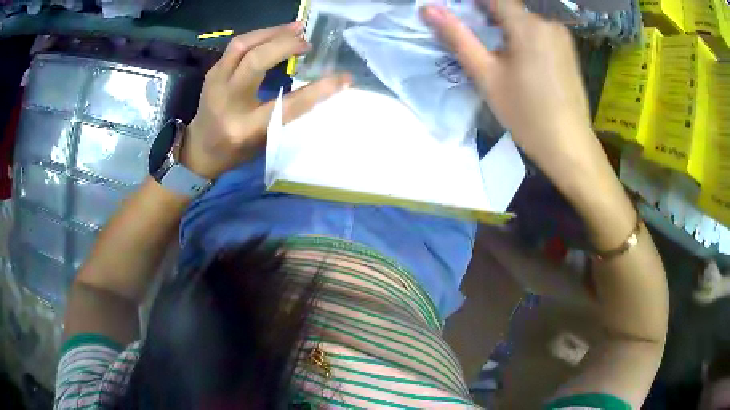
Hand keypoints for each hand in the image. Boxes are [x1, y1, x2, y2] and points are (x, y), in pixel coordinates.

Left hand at [183, 23, 351, 178]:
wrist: (198, 151)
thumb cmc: (234, 152)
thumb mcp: (263, 141)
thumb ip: (285, 114)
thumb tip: (315, 87)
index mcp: (244, 127)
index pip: (286, 105)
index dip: (317, 90)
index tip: (343, 78)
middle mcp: (227, 101)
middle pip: (255, 61)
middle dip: (285, 45)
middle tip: (308, 42)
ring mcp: (215, 83)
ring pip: (242, 45)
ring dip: (272, 32)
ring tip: (295, 28)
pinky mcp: (212, 72)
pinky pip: (237, 45)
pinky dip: (260, 36)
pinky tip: (275, 35)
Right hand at [421, 0, 601, 182]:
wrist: (568, 146)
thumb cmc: (526, 113)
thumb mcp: (486, 76)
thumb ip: (458, 37)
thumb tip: (428, 9)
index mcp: (527, 25)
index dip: (473, 4)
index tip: (461, 17)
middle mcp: (548, 23)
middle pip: (509, 8)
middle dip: (489, 17)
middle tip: (478, 43)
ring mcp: (562, 36)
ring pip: (525, 20)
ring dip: (507, 28)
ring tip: (499, 56)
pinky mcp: (568, 50)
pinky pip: (540, 32)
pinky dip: (524, 37)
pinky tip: (521, 62)